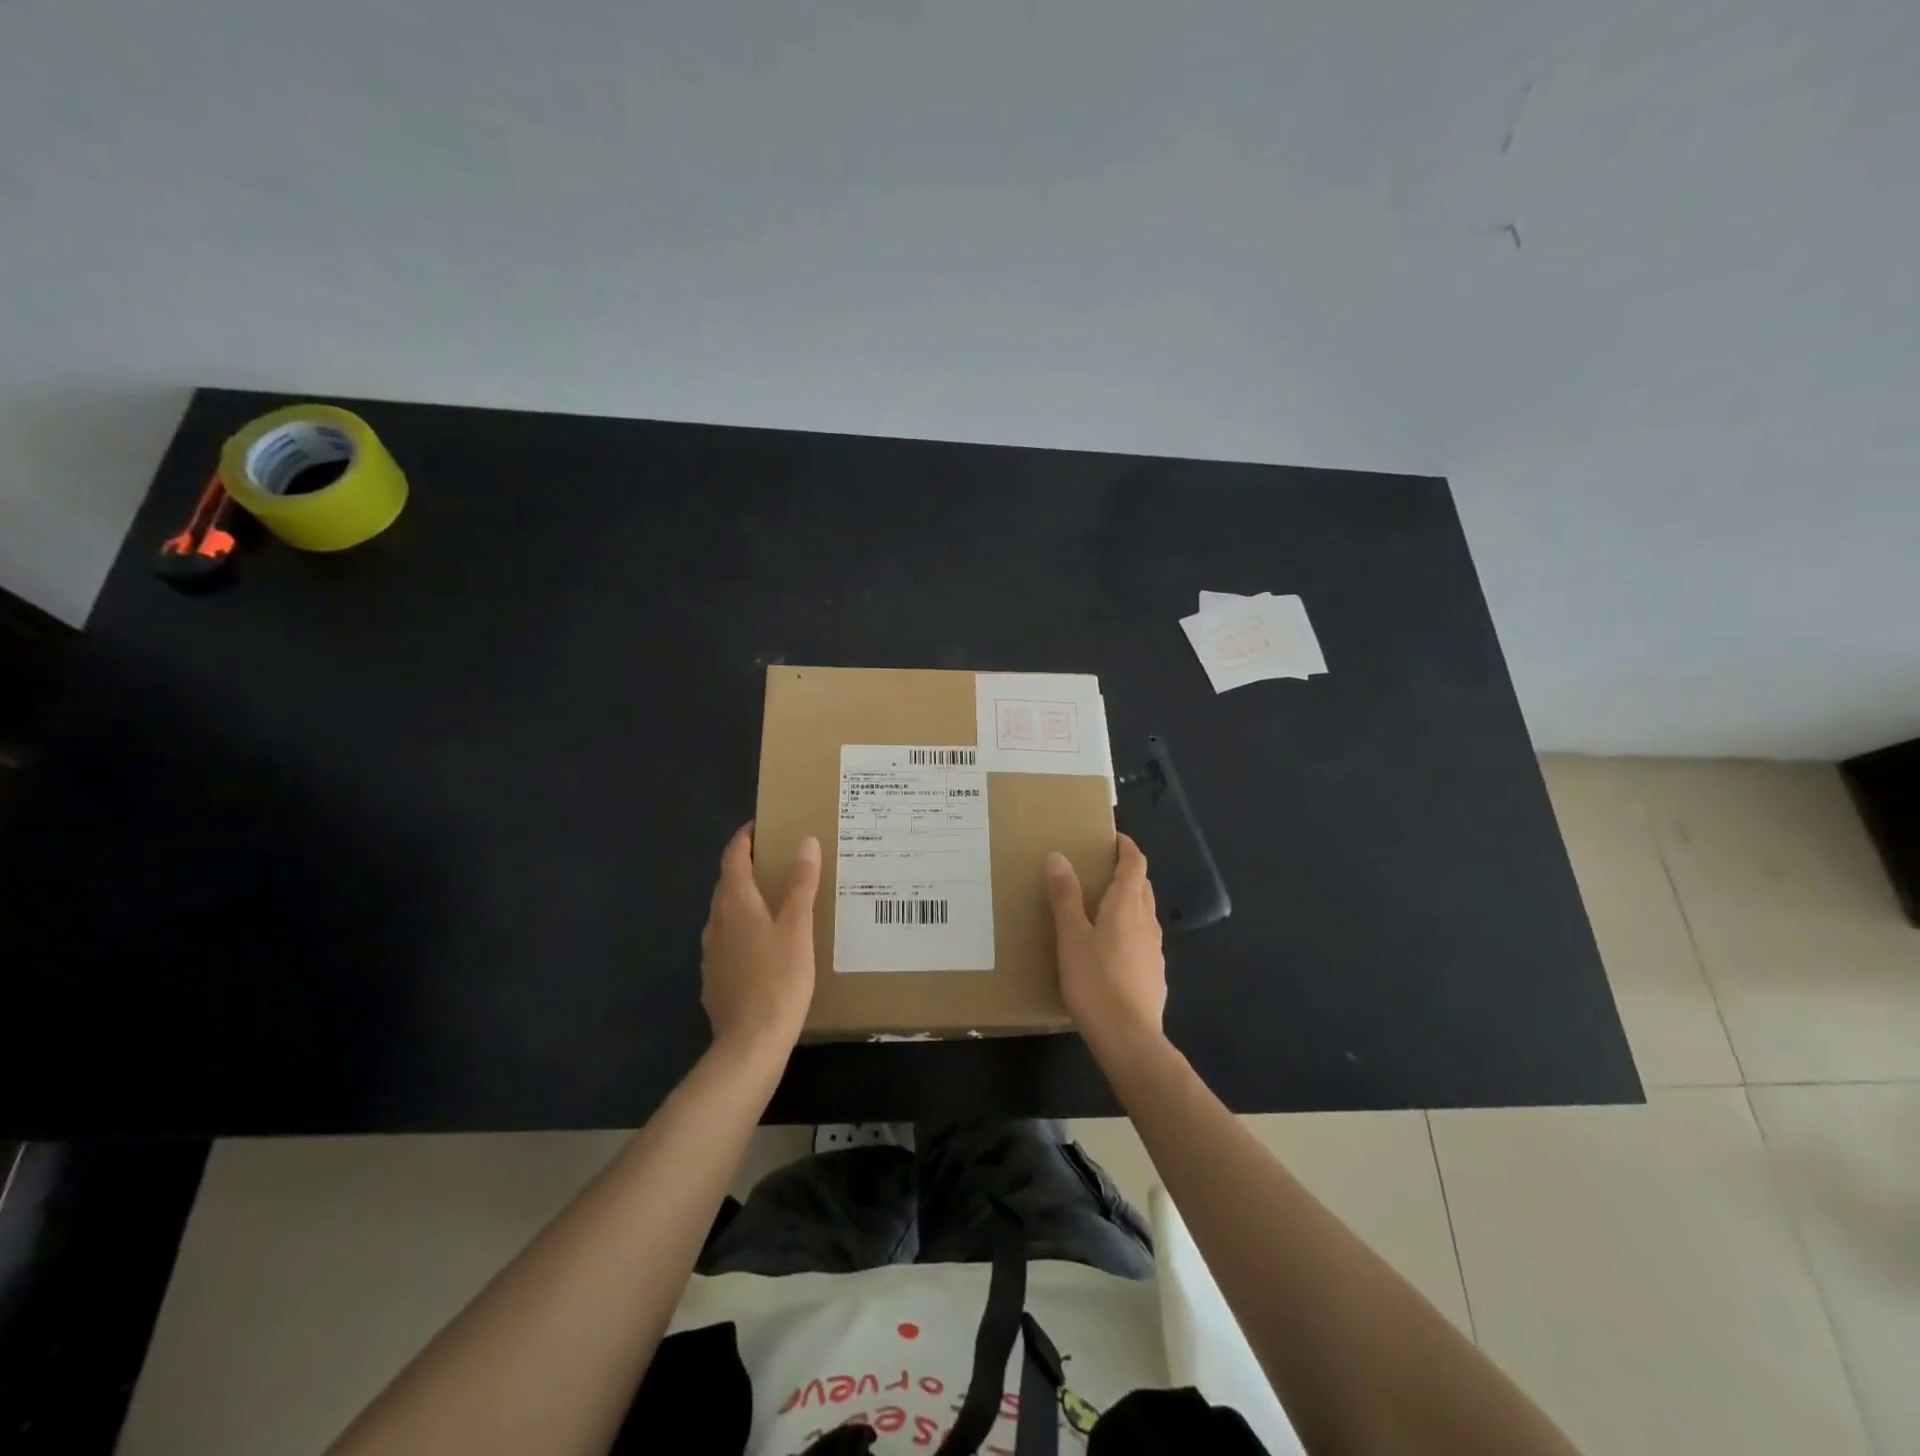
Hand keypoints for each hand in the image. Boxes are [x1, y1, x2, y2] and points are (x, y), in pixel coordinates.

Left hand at [700, 823, 820, 1055]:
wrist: (750, 1044)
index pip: (733, 856)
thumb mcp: (798, 928)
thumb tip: (805, 842)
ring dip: (746, 899)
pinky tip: (765, 945)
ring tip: (776, 899)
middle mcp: (716, 921)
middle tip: (778, 858)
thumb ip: (801, 884)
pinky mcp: (714, 978)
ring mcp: (711, 952)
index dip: (745, 838)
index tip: (761, 825)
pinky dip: (744, 929)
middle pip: (728, 883)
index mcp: (735, 903)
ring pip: (727, 913)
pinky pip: (728, 941)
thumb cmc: (779, 979)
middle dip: (748, 866)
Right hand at [1045, 834, 1166, 1050]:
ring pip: (1143, 914)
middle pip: (1142, 886)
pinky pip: (1142, 940)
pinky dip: (1129, 931)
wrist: (1129, 1039)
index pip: (1135, 863)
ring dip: (1128, 902)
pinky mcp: (1154, 975)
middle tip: (1098, 870)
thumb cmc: (1095, 981)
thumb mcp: (1071, 937)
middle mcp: (1147, 921)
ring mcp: (1155, 950)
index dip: (1126, 847)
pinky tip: (1109, 950)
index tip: (1113, 837)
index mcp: (1127, 905)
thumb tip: (1059, 856)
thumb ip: (1065, 896)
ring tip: (1099, 908)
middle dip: (1126, 873)